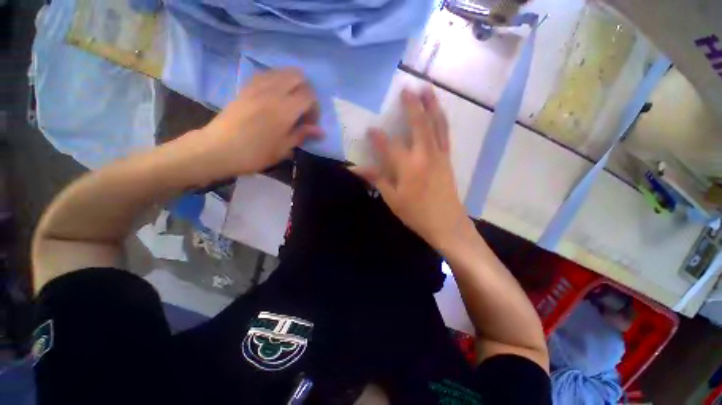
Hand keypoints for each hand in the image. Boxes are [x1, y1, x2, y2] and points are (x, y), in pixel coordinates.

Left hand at [190, 69, 321, 178]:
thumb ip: (302, 134)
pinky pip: (266, 75)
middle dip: (306, 90)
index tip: (310, 123)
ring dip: (291, 84)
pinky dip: (276, 81)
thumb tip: (321, 131)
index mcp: (285, 109)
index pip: (309, 96)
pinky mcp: (246, 87)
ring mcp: (257, 86)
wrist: (218, 149)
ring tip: (290, 102)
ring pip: (281, 72)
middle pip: (297, 76)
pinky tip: (274, 97)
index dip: (315, 108)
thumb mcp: (283, 148)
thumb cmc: (255, 153)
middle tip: (303, 109)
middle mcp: (273, 92)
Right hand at [351, 88, 469, 249]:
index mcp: (407, 167)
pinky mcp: (447, 159)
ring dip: (431, 105)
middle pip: (418, 125)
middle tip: (406, 89)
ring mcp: (439, 155)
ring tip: (428, 89)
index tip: (370, 129)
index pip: (388, 146)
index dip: (377, 137)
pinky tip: (439, 112)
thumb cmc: (416, 213)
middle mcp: (424, 155)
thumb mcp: (392, 199)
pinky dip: (441, 120)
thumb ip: (377, 179)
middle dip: (411, 106)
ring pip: (436, 125)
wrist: (446, 223)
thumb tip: (356, 169)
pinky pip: (445, 134)